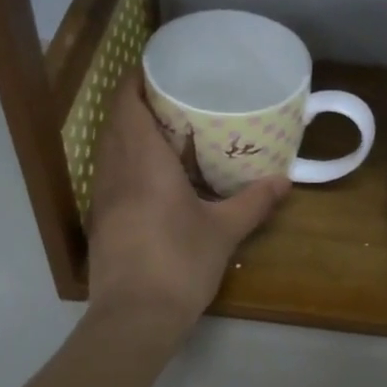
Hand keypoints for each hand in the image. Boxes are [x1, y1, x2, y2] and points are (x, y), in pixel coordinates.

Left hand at [85, 71, 288, 331]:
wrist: (134, 318)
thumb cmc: (179, 264)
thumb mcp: (223, 231)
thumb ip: (253, 202)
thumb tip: (284, 181)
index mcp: (142, 162)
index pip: (126, 104)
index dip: (136, 80)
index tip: (159, 68)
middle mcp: (115, 171)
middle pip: (116, 123)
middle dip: (137, 104)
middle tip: (174, 97)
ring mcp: (103, 198)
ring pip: (110, 150)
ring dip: (131, 134)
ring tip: (167, 131)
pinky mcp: (102, 222)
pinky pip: (111, 175)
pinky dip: (128, 162)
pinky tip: (155, 177)